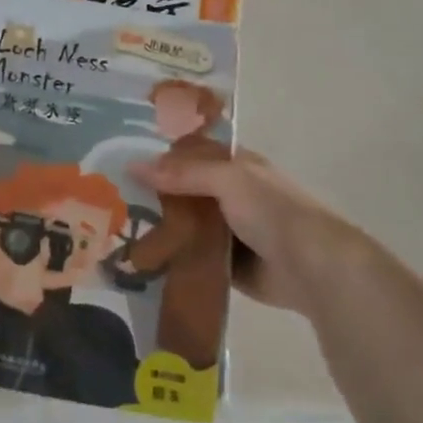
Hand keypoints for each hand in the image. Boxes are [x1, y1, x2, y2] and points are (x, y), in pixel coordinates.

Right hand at [127, 149, 373, 309]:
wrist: (312, 267)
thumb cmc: (272, 211)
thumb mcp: (227, 180)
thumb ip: (182, 173)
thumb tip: (132, 166)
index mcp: (237, 167)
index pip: (191, 155)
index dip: (161, 157)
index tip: (122, 163)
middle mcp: (232, 196)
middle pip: (185, 192)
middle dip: (154, 196)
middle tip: (110, 201)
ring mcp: (230, 232)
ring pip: (186, 226)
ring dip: (160, 229)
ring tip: (117, 232)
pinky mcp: (227, 265)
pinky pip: (193, 257)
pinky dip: (173, 259)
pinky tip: (141, 261)